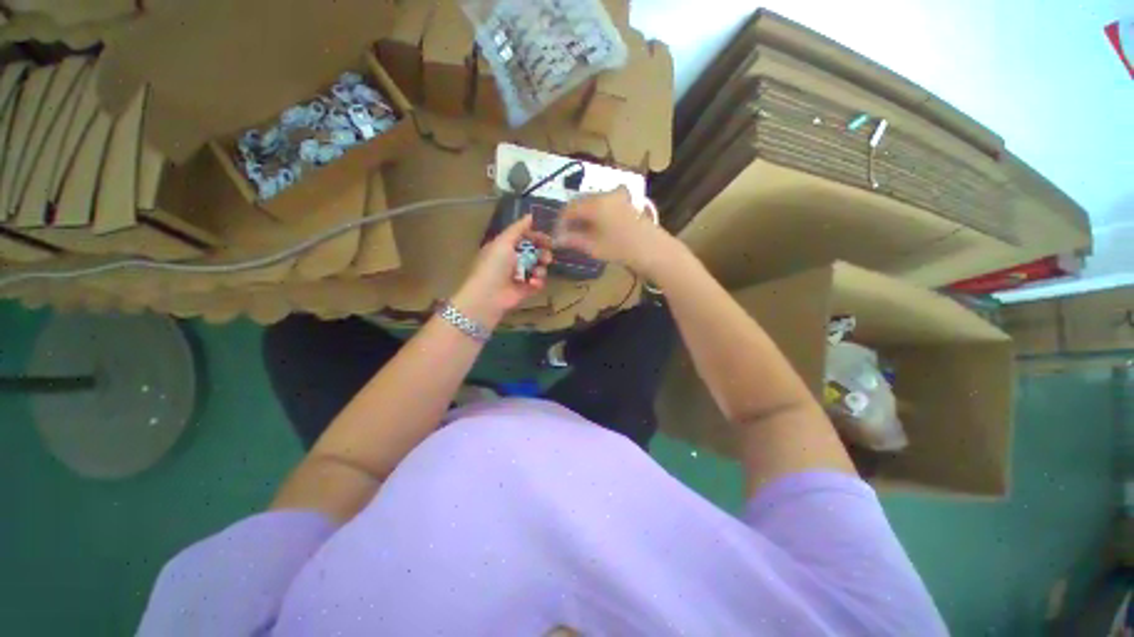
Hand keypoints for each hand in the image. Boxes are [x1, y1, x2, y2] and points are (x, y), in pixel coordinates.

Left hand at [452, 215, 551, 327]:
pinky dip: (537, 282)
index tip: (548, 238)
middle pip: (534, 253)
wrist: (488, 296)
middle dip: (542, 253)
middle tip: (547, 256)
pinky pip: (537, 283)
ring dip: (540, 269)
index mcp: (504, 247)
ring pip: (538, 268)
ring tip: (538, 272)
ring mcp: (519, 276)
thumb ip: (518, 228)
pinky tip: (533, 283)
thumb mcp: (503, 242)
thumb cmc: (494, 266)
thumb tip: (530, 215)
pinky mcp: (525, 290)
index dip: (536, 236)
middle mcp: (512, 260)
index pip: (524, 238)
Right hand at [554, 187, 672, 276]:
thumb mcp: (593, 246)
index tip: (556, 236)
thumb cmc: (621, 249)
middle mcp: (604, 194)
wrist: (654, 250)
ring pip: (591, 203)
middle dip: (571, 218)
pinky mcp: (625, 202)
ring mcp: (617, 196)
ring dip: (582, 216)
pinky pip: (603, 204)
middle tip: (566, 236)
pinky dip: (594, 214)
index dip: (560, 222)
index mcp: (594, 203)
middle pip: (580, 202)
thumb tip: (557, 239)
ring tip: (579, 234)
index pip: (569, 208)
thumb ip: (573, 240)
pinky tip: (594, 228)